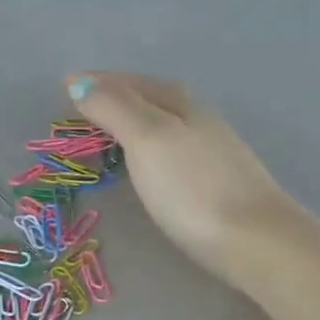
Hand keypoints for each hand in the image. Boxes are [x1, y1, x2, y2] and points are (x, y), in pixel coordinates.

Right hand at [65, 70, 295, 288]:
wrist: (252, 238)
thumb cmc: (192, 187)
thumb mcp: (147, 139)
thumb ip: (115, 109)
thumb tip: (81, 83)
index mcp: (180, 103)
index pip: (133, 82)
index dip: (99, 81)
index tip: (67, 84)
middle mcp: (200, 120)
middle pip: (154, 98)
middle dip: (119, 97)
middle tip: (85, 107)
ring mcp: (213, 153)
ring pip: (167, 124)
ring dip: (137, 123)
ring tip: (111, 135)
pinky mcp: (219, 185)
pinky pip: (175, 152)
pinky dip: (153, 150)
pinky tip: (151, 167)